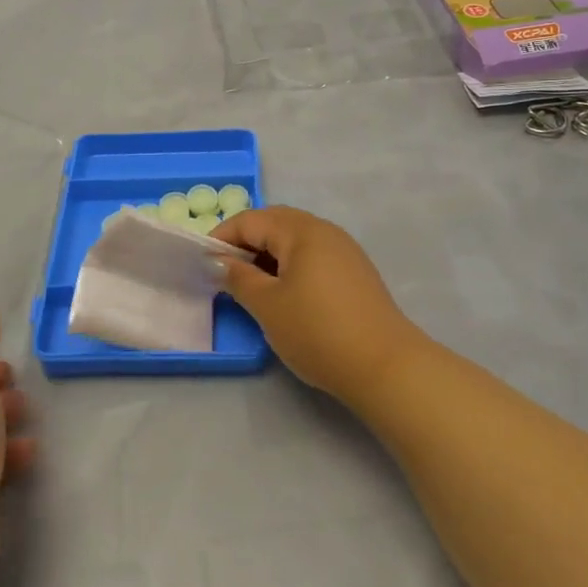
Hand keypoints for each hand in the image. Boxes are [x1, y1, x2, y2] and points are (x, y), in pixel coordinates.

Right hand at [211, 206, 425, 405]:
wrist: (385, 366)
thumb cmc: (317, 331)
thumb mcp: (267, 305)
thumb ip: (238, 278)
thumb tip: (219, 262)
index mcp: (301, 230)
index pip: (250, 220)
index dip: (222, 237)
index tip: (202, 263)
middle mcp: (324, 230)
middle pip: (274, 223)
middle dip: (245, 242)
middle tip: (224, 271)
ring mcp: (344, 251)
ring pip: (295, 240)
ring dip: (268, 255)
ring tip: (250, 285)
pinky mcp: (355, 273)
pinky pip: (312, 256)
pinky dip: (290, 266)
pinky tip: (284, 294)